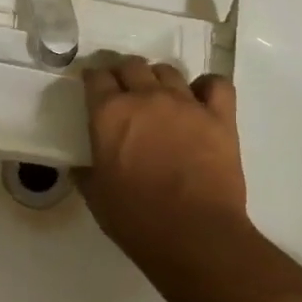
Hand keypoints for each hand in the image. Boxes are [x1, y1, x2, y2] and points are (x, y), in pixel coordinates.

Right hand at [80, 57, 246, 250]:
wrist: (194, 235)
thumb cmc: (136, 219)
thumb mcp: (96, 197)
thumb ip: (86, 173)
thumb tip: (80, 166)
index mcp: (110, 114)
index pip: (96, 78)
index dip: (92, 79)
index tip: (92, 85)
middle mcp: (146, 98)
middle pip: (132, 66)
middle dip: (123, 73)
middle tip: (122, 89)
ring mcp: (186, 104)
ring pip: (168, 71)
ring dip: (158, 78)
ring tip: (158, 95)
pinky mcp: (220, 117)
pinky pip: (216, 84)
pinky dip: (207, 86)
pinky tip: (200, 99)